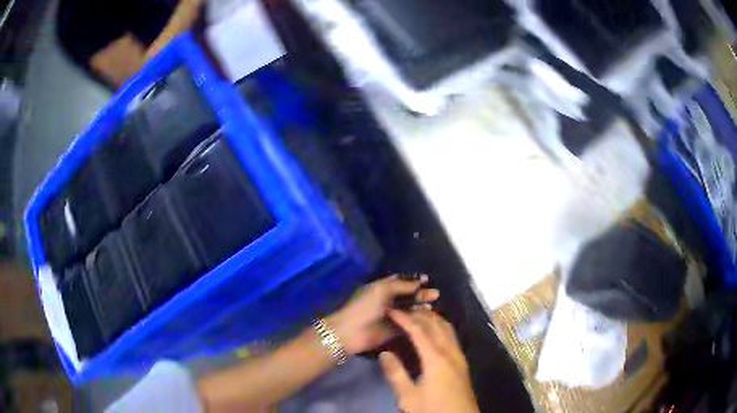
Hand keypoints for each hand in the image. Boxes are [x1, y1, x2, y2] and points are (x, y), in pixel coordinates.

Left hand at [327, 275, 438, 354]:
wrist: (352, 332)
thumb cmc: (365, 306)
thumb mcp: (382, 290)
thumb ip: (402, 285)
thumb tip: (419, 282)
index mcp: (382, 288)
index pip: (400, 281)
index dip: (413, 280)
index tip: (427, 279)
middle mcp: (387, 300)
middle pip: (407, 295)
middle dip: (420, 293)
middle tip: (436, 294)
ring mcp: (391, 316)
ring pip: (409, 309)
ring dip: (420, 306)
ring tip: (433, 304)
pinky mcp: (394, 330)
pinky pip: (408, 323)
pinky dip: (417, 319)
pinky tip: (427, 316)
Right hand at [379, 309, 478, 412]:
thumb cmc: (433, 410)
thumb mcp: (409, 397)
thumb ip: (396, 374)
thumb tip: (384, 352)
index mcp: (436, 359)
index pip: (419, 331)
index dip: (405, 318)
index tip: (392, 310)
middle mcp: (450, 352)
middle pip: (436, 325)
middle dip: (419, 314)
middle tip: (402, 309)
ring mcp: (459, 356)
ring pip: (447, 328)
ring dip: (433, 318)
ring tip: (417, 314)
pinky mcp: (462, 363)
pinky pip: (452, 336)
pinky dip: (441, 327)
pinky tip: (434, 332)